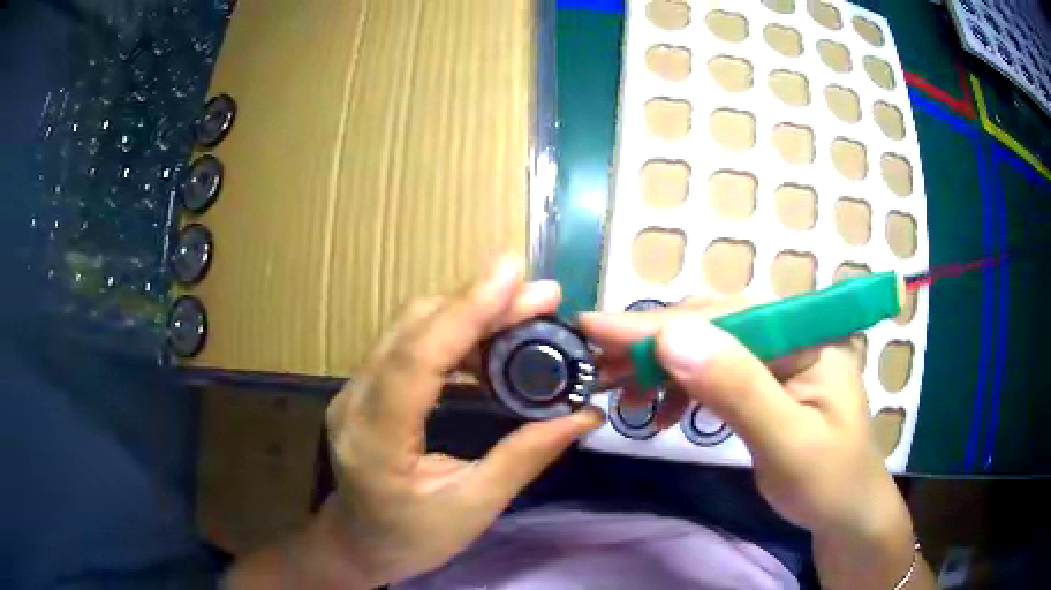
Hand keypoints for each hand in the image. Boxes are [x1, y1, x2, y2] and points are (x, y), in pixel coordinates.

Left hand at [321, 257, 603, 586]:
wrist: (359, 542)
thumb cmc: (413, 537)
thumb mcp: (473, 508)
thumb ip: (525, 458)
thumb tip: (584, 415)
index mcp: (375, 439)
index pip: (416, 359)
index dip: (465, 312)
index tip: (513, 276)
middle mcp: (355, 401)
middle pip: (413, 328)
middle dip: (479, 303)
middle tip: (542, 297)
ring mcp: (354, 390)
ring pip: (410, 328)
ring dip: (469, 313)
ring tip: (526, 314)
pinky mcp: (365, 387)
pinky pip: (409, 343)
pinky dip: (454, 332)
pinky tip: (491, 341)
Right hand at [580, 299, 911, 545]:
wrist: (846, 513)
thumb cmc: (828, 483)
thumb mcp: (788, 443)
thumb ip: (738, 389)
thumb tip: (674, 338)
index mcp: (808, 337)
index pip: (726, 319)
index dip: (659, 323)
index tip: (594, 326)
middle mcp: (791, 334)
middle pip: (711, 326)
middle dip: (652, 345)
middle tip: (597, 365)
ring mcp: (777, 357)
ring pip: (706, 348)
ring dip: (661, 368)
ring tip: (624, 395)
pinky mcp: (763, 382)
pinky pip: (713, 373)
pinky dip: (680, 388)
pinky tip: (663, 413)